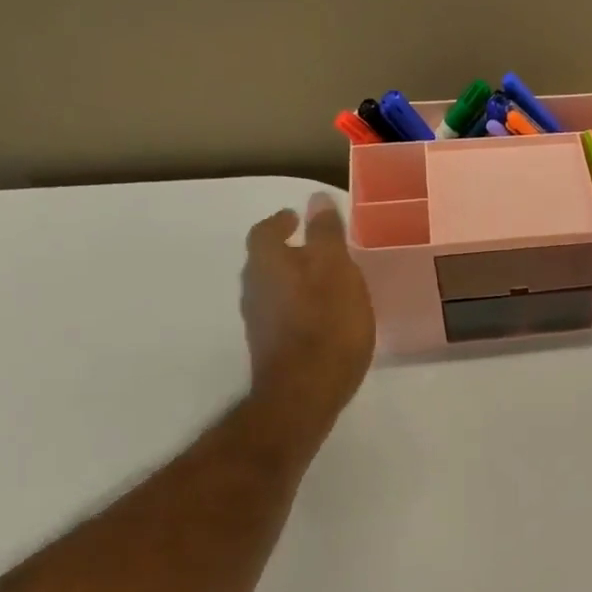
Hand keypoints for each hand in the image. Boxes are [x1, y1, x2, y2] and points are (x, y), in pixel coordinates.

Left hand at [242, 195, 375, 411]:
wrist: (305, 392)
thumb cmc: (327, 324)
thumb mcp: (337, 271)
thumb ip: (326, 235)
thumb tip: (316, 199)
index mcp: (267, 264)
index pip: (265, 231)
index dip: (280, 222)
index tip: (295, 217)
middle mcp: (254, 289)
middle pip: (265, 261)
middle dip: (287, 251)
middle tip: (314, 248)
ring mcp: (259, 322)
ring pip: (272, 289)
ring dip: (292, 280)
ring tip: (323, 281)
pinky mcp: (270, 348)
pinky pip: (281, 314)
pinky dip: (297, 306)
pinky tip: (320, 316)